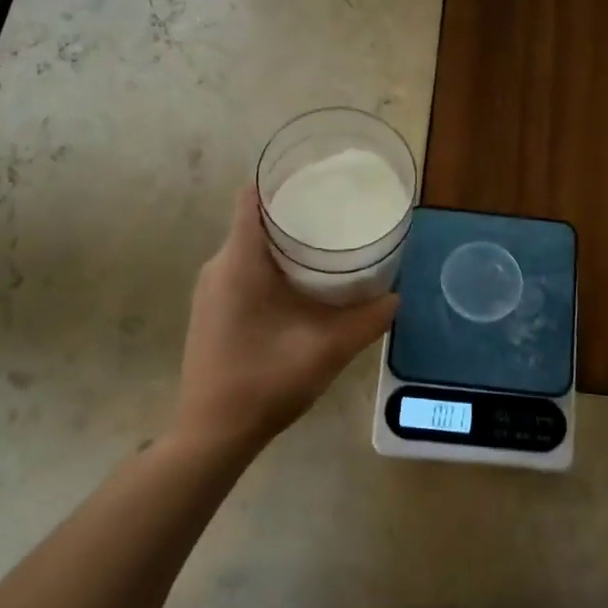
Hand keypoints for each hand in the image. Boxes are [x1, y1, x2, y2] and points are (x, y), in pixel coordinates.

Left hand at [175, 185, 398, 451]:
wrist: (212, 432)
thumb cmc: (265, 382)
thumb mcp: (326, 350)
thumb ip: (366, 321)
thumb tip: (396, 298)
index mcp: (239, 263)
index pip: (252, 199)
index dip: (282, 180)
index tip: (317, 175)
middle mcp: (218, 267)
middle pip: (254, 220)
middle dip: (294, 210)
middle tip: (337, 210)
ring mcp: (211, 289)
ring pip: (248, 246)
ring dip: (283, 240)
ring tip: (326, 241)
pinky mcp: (212, 309)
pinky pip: (242, 269)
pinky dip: (271, 264)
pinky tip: (301, 281)